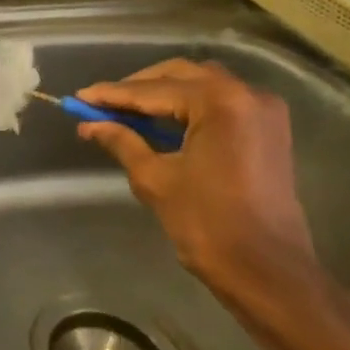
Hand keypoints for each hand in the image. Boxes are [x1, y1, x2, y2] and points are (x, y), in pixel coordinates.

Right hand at [75, 59, 323, 319]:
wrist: (270, 274)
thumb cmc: (209, 226)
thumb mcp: (156, 180)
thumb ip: (122, 142)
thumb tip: (89, 124)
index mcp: (219, 103)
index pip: (153, 90)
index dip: (112, 95)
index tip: (80, 97)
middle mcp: (246, 94)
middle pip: (180, 75)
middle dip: (138, 87)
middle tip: (102, 103)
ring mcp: (264, 111)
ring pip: (202, 84)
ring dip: (164, 93)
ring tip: (128, 111)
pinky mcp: (269, 130)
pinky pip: (222, 102)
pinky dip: (189, 106)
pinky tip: (163, 122)